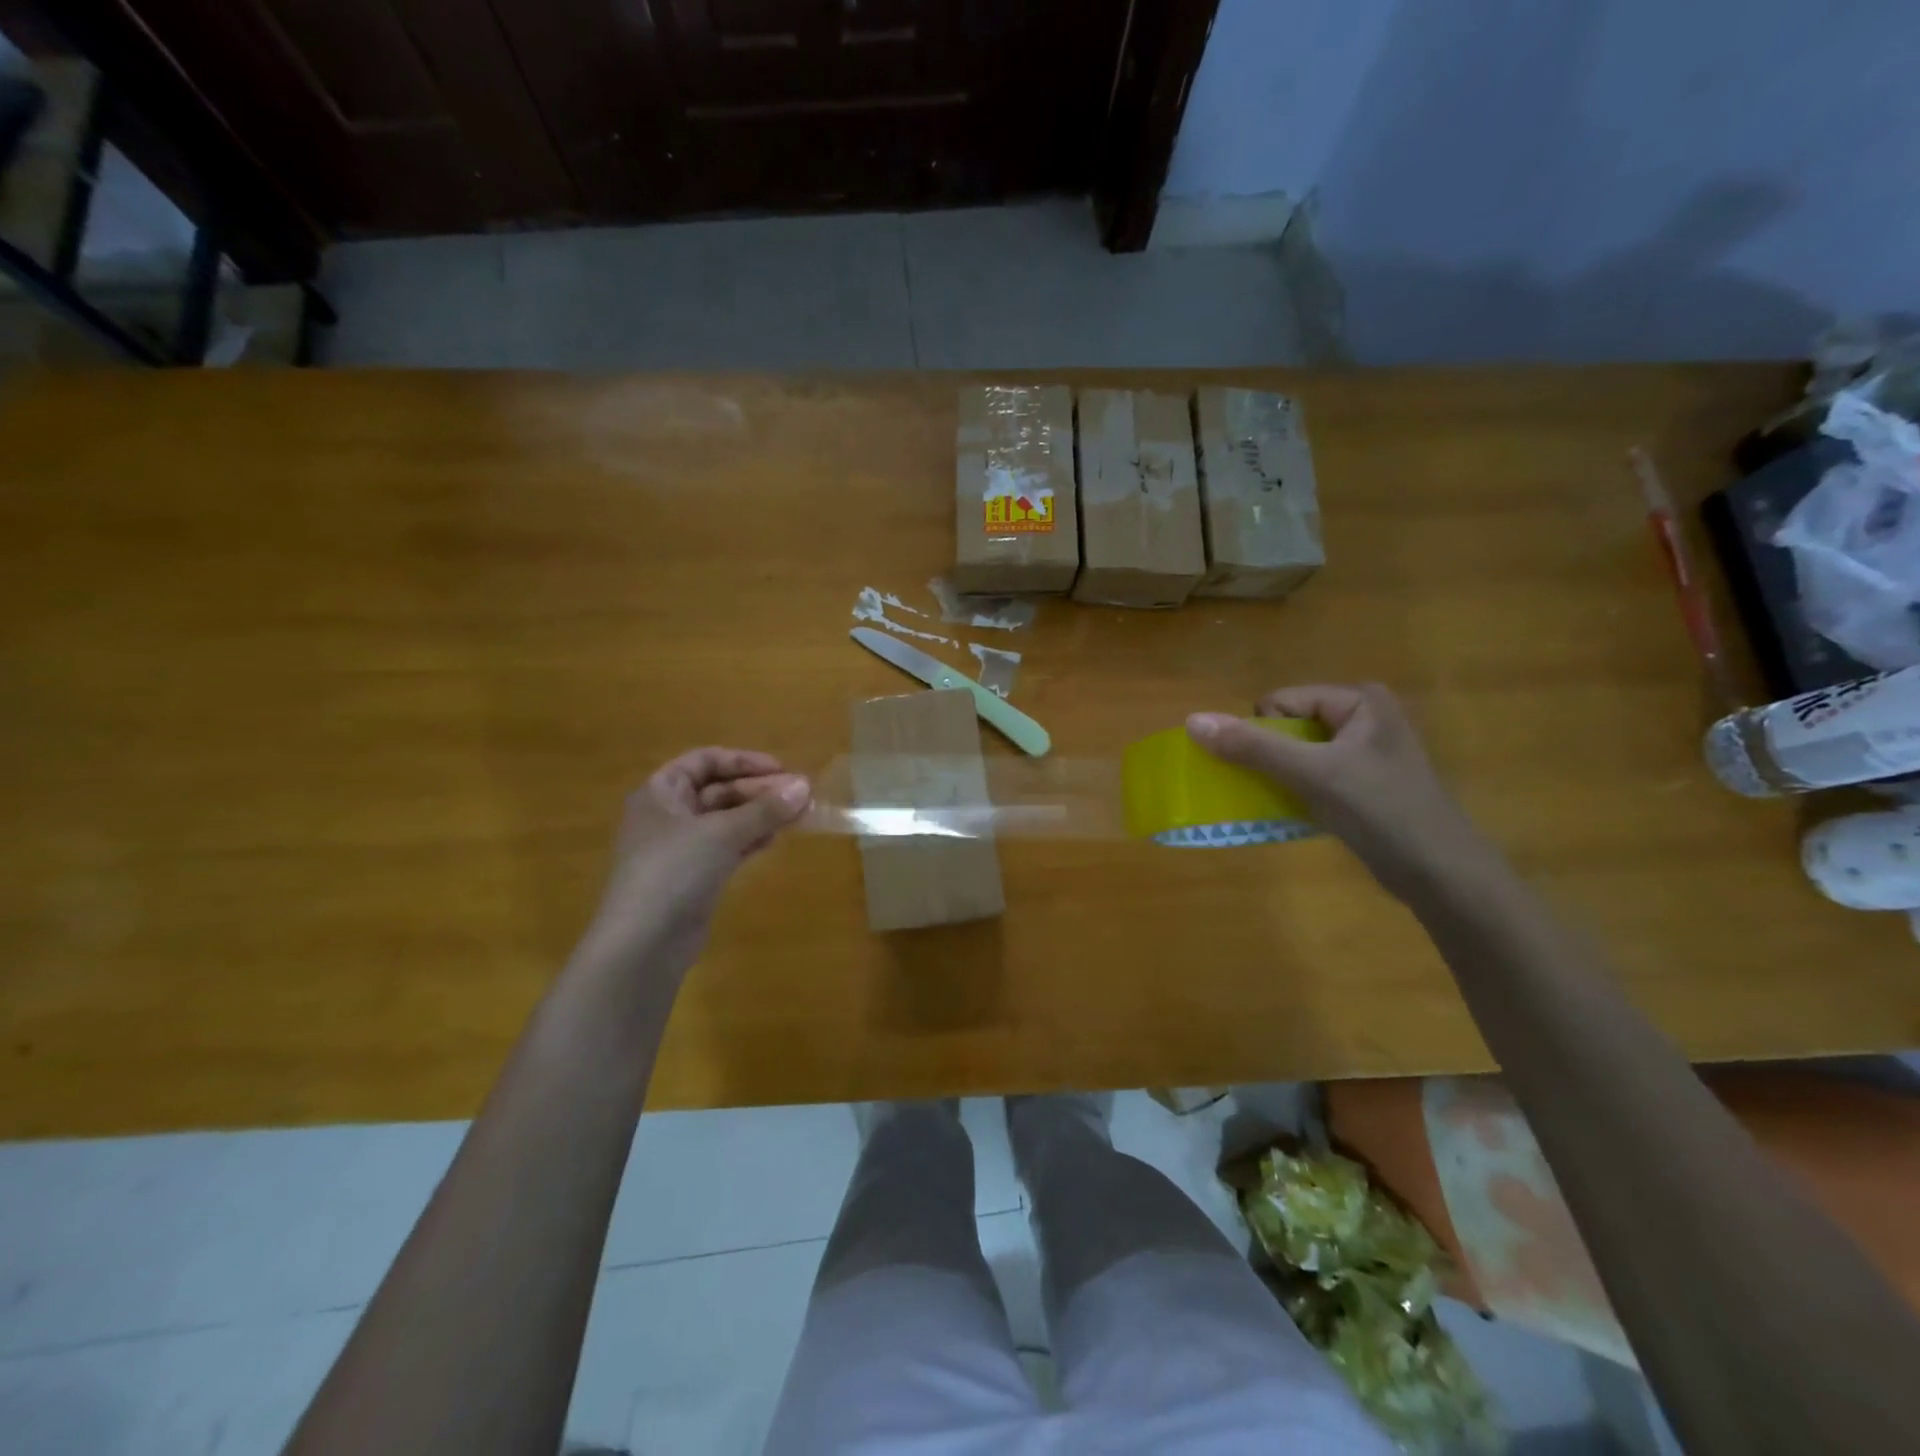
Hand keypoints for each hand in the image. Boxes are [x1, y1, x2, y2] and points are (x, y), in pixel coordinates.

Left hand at [578, 748, 809, 980]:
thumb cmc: (674, 871)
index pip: (705, 761)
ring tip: (799, 816)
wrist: (643, 943)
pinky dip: (751, 840)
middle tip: (800, 796)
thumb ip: (765, 809)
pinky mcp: (694, 877)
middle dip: (760, 791)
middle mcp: (668, 815)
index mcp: (660, 792)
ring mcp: (680, 848)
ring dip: (761, 815)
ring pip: (727, 821)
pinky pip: (727, 847)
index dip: (743, 761)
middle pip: (719, 790)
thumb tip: (805, 786)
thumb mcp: (723, 833)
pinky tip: (775, 839)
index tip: (782, 770)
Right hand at [1186, 684, 1496, 901]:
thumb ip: (1253, 747)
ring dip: (1279, 777)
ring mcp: (1364, 752)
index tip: (1272, 769)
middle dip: (1270, 756)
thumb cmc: (1382, 811)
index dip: (1264, 733)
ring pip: (1296, 753)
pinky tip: (1298, 813)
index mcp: (1359, 700)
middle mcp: (1363, 717)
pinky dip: (1295, 791)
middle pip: (1287, 726)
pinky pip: (1311, 776)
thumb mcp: (1313, 774)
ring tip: (1286, 802)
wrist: (1442, 874)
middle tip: (1280, 786)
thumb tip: (1192, 721)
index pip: (1282, 701)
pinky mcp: (1362, 783)